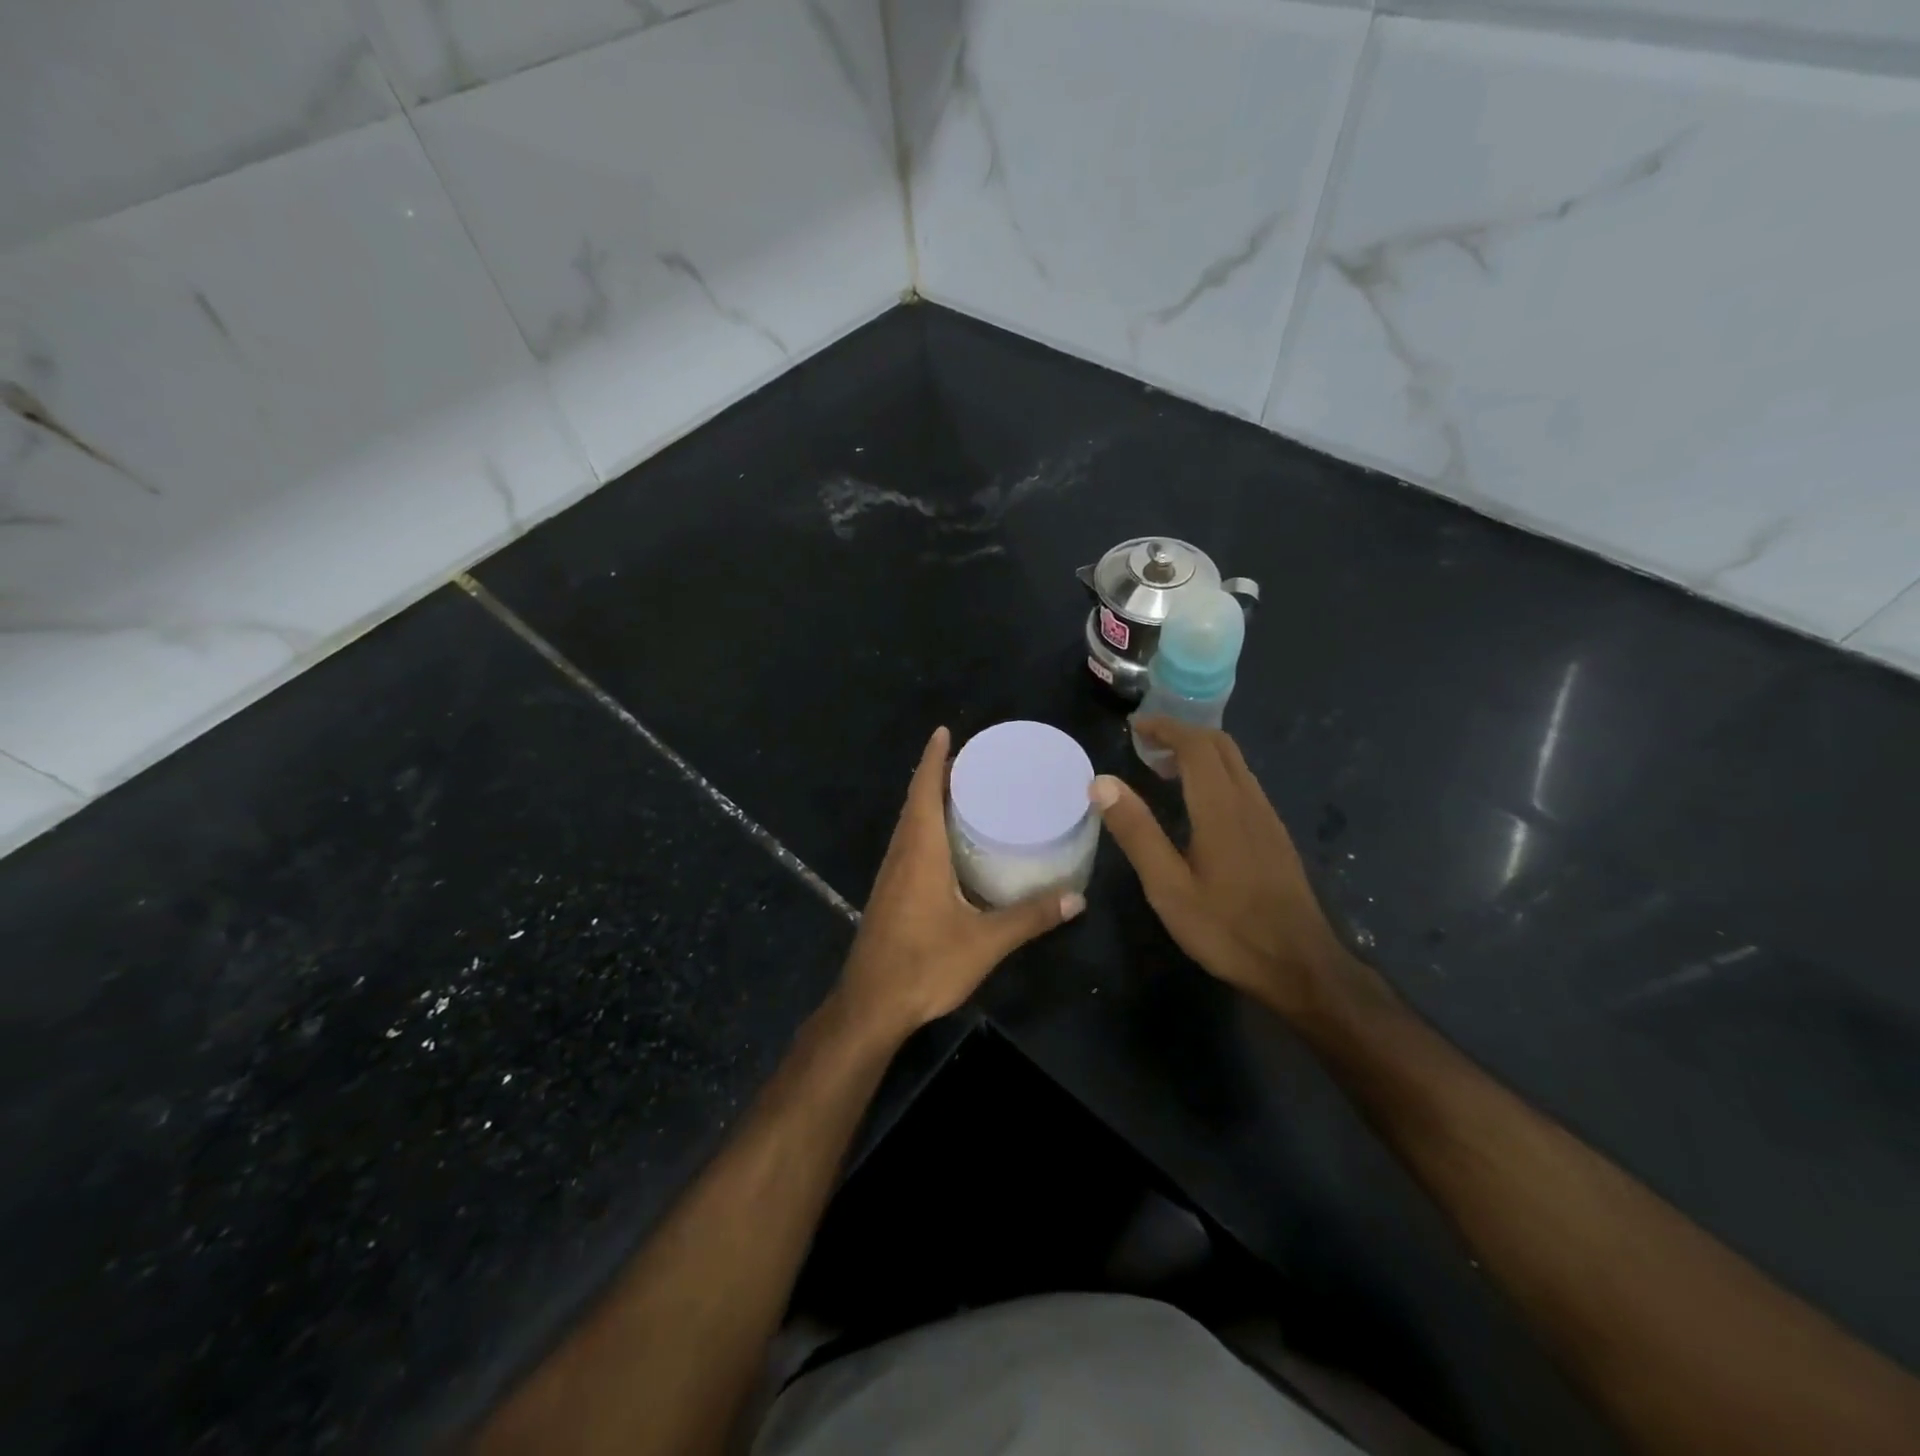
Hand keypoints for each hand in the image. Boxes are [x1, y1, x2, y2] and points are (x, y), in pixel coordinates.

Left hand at [836, 726, 1084, 1042]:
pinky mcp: (890, 893)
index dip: (934, 758)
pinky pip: (909, 845)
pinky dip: (926, 828)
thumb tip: (1077, 898)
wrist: (871, 1005)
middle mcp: (902, 853)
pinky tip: (948, 844)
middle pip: (915, 801)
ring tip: (965, 793)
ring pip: (909, 824)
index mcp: (920, 851)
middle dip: (938, 775)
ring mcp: (891, 874)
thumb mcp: (985, 941)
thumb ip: (1030, 917)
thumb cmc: (924, 964)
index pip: (924, 790)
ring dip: (930, 801)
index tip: (945, 732)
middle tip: (973, 762)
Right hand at [1092, 718, 1370, 1022]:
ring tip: (1162, 769)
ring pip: (1235, 764)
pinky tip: (1197, 804)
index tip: (1134, 727)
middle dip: (1182, 733)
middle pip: (1220, 745)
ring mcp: (1267, 818)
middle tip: (1145, 745)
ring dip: (1199, 753)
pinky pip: (1243, 784)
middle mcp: (1249, 801)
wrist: (1301, 967)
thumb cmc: (1227, 929)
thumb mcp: (1168, 887)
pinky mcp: (1275, 836)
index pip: (1195, 745)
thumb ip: (1137, 831)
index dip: (1164, 728)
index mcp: (1221, 807)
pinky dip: (1214, 774)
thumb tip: (1102, 782)